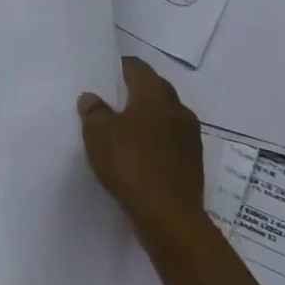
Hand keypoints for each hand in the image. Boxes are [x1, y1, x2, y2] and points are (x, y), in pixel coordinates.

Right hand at [79, 55, 205, 244]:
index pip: (137, 67)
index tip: (102, 73)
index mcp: (155, 94)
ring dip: (144, 117)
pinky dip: (153, 140)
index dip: (118, 67)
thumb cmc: (131, 164)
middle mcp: (178, 108)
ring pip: (163, 116)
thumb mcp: (98, 133)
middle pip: (153, 89)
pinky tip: (136, 152)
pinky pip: (168, 139)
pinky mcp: (192, 161)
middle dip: (132, 91)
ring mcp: (189, 136)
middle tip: (107, 99)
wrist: (169, 217)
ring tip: (120, 127)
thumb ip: (93, 111)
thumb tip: (92, 98)